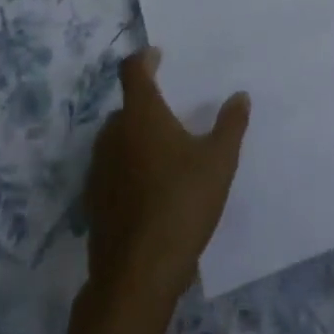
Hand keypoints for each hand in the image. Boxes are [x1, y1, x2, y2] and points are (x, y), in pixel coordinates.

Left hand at [85, 48, 249, 303]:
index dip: (145, 59)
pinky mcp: (93, 203)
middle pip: (126, 107)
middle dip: (145, 106)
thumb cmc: (181, 204)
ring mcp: (98, 169)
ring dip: (135, 140)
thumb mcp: (218, 162)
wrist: (137, 276)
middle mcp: (113, 133)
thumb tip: (240, 96)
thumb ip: (230, 125)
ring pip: (116, 141)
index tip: (158, 56)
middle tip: (171, 115)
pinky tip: (150, 192)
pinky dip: (127, 171)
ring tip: (164, 155)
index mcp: (141, 114)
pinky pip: (112, 172)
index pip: (134, 70)